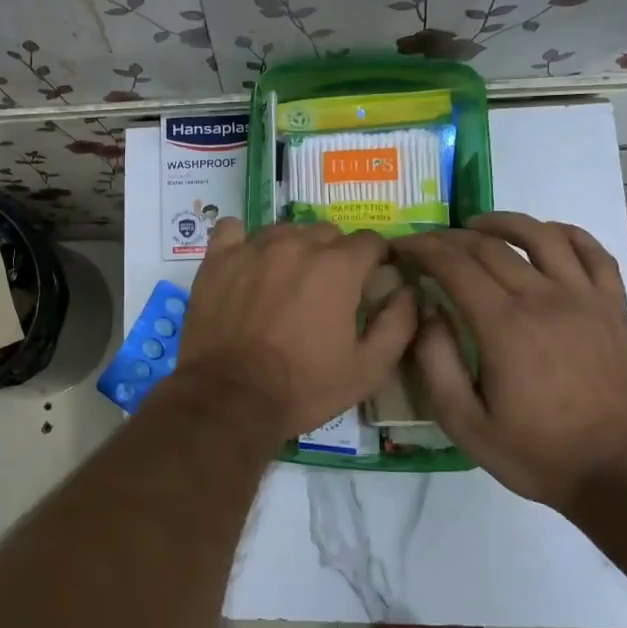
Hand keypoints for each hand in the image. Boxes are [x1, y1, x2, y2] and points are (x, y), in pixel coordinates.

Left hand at [177, 219, 418, 442]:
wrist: (230, 398)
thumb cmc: (303, 386)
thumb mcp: (368, 369)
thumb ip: (398, 324)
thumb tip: (408, 291)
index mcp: (338, 267)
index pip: (370, 241)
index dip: (375, 260)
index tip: (370, 280)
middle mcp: (296, 245)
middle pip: (326, 233)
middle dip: (334, 255)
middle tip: (326, 290)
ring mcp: (253, 248)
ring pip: (284, 230)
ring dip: (292, 248)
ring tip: (286, 281)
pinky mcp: (218, 259)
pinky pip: (233, 230)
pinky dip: (243, 242)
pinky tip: (246, 263)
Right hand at [390, 213, 626, 507]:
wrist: (623, 474)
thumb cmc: (537, 453)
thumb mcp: (465, 424)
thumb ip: (436, 364)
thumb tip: (428, 312)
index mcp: (504, 326)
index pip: (454, 265)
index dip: (421, 248)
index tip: (401, 247)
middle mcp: (544, 298)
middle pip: (489, 246)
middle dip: (449, 238)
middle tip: (427, 244)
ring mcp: (586, 298)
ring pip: (541, 236)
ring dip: (503, 222)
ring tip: (479, 226)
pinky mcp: (615, 307)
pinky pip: (593, 252)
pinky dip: (565, 233)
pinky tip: (546, 236)